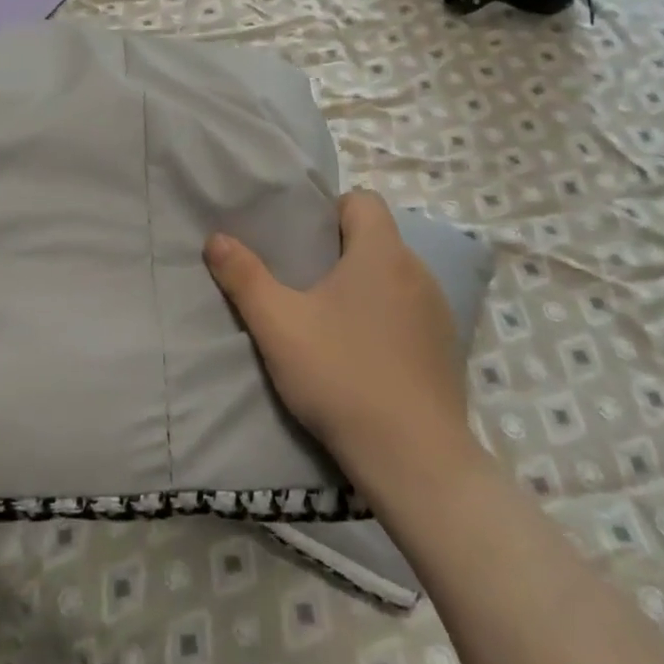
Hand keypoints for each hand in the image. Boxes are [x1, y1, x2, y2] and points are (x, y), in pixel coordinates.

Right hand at [205, 190, 474, 483]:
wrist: (416, 462)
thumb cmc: (342, 376)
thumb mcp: (278, 325)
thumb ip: (244, 277)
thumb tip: (216, 239)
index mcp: (381, 253)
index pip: (363, 200)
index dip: (331, 210)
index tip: (303, 241)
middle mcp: (418, 272)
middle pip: (377, 239)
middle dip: (341, 251)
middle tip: (304, 282)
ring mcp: (439, 313)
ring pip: (395, 277)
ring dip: (366, 287)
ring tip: (332, 321)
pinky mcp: (447, 351)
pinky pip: (411, 313)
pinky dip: (388, 319)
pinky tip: (364, 356)